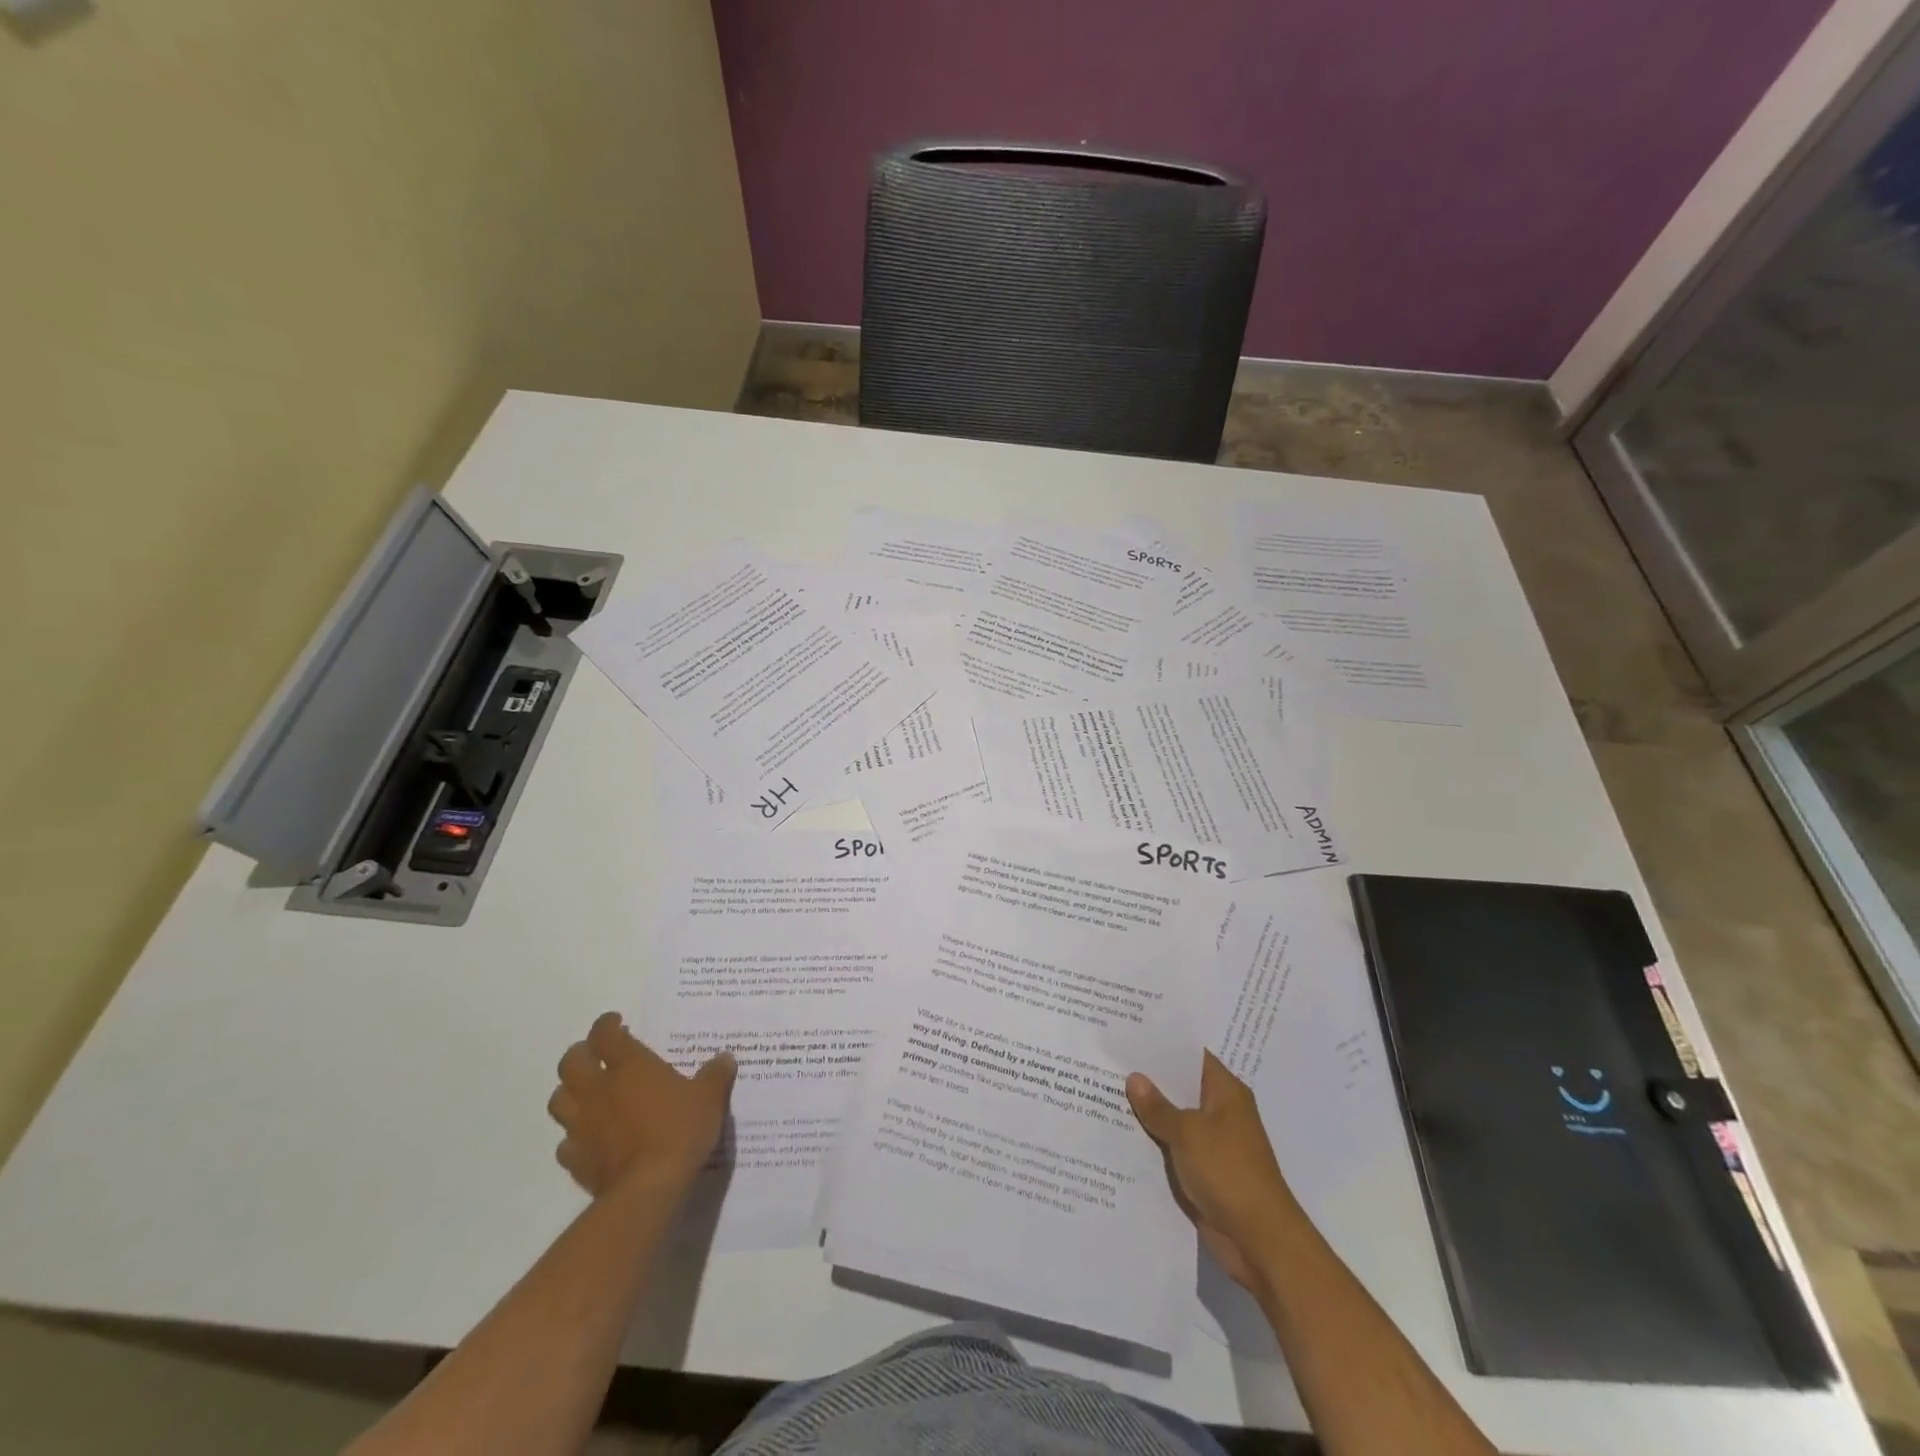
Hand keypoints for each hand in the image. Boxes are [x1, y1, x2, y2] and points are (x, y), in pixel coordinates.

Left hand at [548, 1013, 734, 1198]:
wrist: (648, 1187)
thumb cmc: (679, 1130)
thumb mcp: (709, 1097)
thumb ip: (715, 1075)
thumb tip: (725, 1057)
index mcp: (629, 1066)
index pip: (604, 1034)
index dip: (606, 1024)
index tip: (616, 1022)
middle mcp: (598, 1089)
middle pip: (571, 1062)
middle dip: (581, 1053)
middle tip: (597, 1054)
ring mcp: (581, 1125)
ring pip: (559, 1100)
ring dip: (570, 1091)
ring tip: (588, 1092)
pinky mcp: (575, 1159)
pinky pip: (565, 1142)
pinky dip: (573, 1136)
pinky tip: (589, 1138)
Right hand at [1127, 1052, 1296, 1289]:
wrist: (1260, 1241)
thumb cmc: (1228, 1172)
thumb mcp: (1188, 1133)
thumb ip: (1158, 1107)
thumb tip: (1134, 1078)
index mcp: (1225, 1092)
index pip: (1191, 1056)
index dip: (1162, 1045)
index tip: (1129, 1034)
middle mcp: (1221, 1112)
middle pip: (1180, 1087)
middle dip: (1148, 1078)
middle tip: (1106, 1060)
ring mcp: (1212, 1144)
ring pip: (1174, 1119)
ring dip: (1147, 1113)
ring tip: (1102, 1092)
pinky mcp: (1204, 1172)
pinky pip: (1173, 1148)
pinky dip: (1152, 1143)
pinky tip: (1119, 1135)